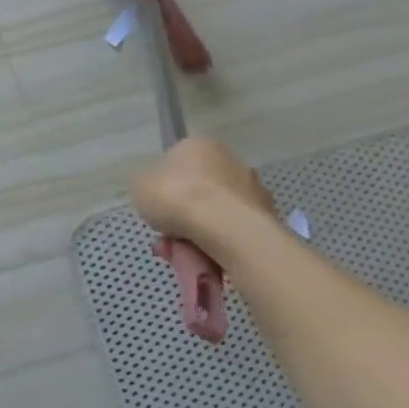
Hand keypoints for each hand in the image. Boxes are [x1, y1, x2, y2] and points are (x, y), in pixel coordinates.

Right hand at [130, 136, 276, 256]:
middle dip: (181, 218)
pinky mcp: (269, 221)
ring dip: (198, 236)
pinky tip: (206, 263)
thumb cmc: (178, 197)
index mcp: (200, 145)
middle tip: (168, 240)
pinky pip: (234, 235)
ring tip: (184, 258)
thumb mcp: (139, 184)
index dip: (164, 188)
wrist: (228, 231)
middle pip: (197, 193)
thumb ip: (146, 183)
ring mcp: (254, 192)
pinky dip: (220, 248)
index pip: (177, 163)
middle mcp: (231, 162)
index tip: (157, 209)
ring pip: (215, 217)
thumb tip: (156, 189)